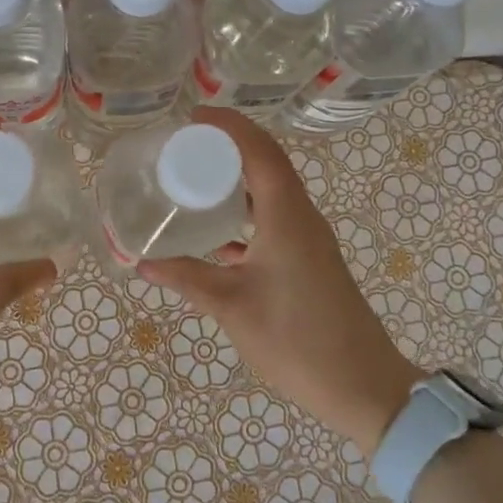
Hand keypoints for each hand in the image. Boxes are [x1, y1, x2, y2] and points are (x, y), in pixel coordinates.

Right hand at [138, 107, 424, 455]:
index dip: (228, 126)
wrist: (362, 385)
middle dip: (229, 145)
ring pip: (272, 190)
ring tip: (195, 176)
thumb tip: (140, 260)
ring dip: (238, 176)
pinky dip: (246, 210)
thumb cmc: (296, 340)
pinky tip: (217, 231)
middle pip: (267, 162)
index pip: (259, 150)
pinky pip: (274, 217)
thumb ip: (186, 278)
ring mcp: (308, 238)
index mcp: (286, 216)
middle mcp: (301, 216)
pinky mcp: (309, 259)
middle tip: (184, 144)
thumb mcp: (232, 306)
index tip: (192, 117)